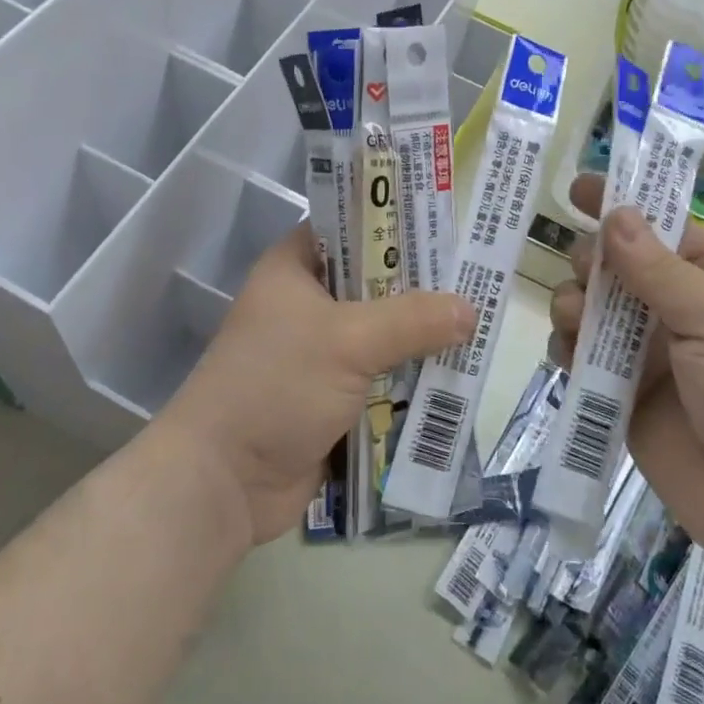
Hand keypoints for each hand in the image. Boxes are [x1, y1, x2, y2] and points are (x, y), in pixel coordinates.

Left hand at [158, 226, 474, 546]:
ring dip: (421, 335)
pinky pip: (382, 375)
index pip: (351, 225)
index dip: (396, 221)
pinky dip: (411, 375)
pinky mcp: (332, 395)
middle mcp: (307, 302)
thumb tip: (470, 309)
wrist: (224, 482)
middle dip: (421, 286)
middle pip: (375, 281)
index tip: (447, 224)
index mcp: (295, 268)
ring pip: (382, 331)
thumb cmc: (276, 386)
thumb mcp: (347, 340)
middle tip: (477, 277)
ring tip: (479, 322)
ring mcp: (319, 351)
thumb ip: (411, 320)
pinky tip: (457, 370)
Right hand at [550, 174, 703, 580]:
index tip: (577, 187)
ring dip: (575, 305)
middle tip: (584, 272)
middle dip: (592, 261)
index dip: (622, 205)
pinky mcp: (630, 399)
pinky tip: (568, 355)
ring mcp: (656, 357)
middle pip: (620, 267)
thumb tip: (615, 214)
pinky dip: (570, 351)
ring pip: (595, 312)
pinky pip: (587, 362)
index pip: (665, 227)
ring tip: (574, 320)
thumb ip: (660, 271)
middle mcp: (686, 312)